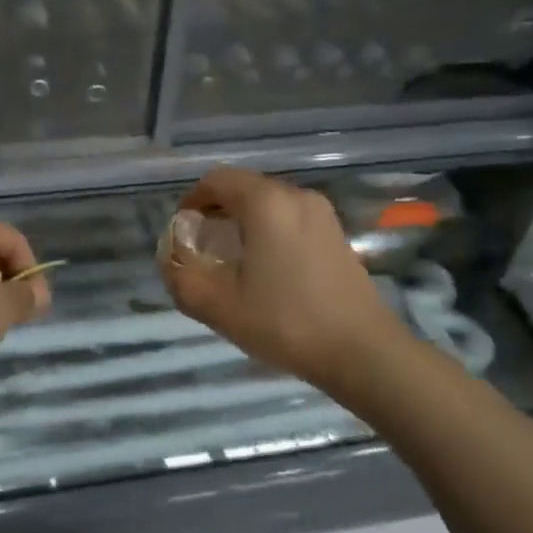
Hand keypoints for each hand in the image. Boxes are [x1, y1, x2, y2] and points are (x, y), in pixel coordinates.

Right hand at [160, 168, 407, 395]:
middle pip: (244, 188)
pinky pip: (291, 218)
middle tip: (202, 246)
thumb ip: (182, 278)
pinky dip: (269, 230)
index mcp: (266, 203)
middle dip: (217, 210)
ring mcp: (322, 214)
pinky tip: (267, 268)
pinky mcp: (336, 234)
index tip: (182, 230)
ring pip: (269, 203)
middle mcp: (296, 196)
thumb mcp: (219, 306)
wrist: (363, 352)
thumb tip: (170, 261)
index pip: (217, 180)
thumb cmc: (285, 322)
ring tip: (232, 259)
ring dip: (244, 221)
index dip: (192, 200)